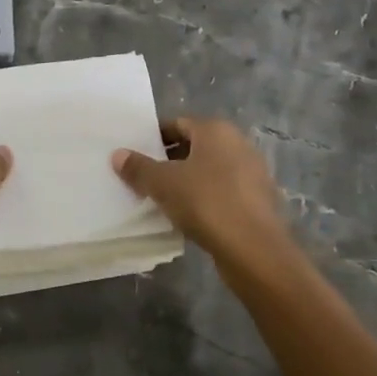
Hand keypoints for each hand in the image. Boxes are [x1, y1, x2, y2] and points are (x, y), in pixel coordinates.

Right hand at [112, 117, 287, 266]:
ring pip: (209, 171)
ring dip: (187, 181)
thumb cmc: (206, 203)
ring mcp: (252, 173)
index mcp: (216, 130)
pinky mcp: (258, 201)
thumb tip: (118, 154)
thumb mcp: (163, 184)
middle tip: (145, 178)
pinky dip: (205, 199)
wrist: (255, 251)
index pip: (177, 124)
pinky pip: (223, 192)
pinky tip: (189, 217)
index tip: (136, 156)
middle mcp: (237, 144)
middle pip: (194, 146)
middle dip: (169, 161)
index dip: (154, 138)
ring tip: (163, 199)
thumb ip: (139, 168)